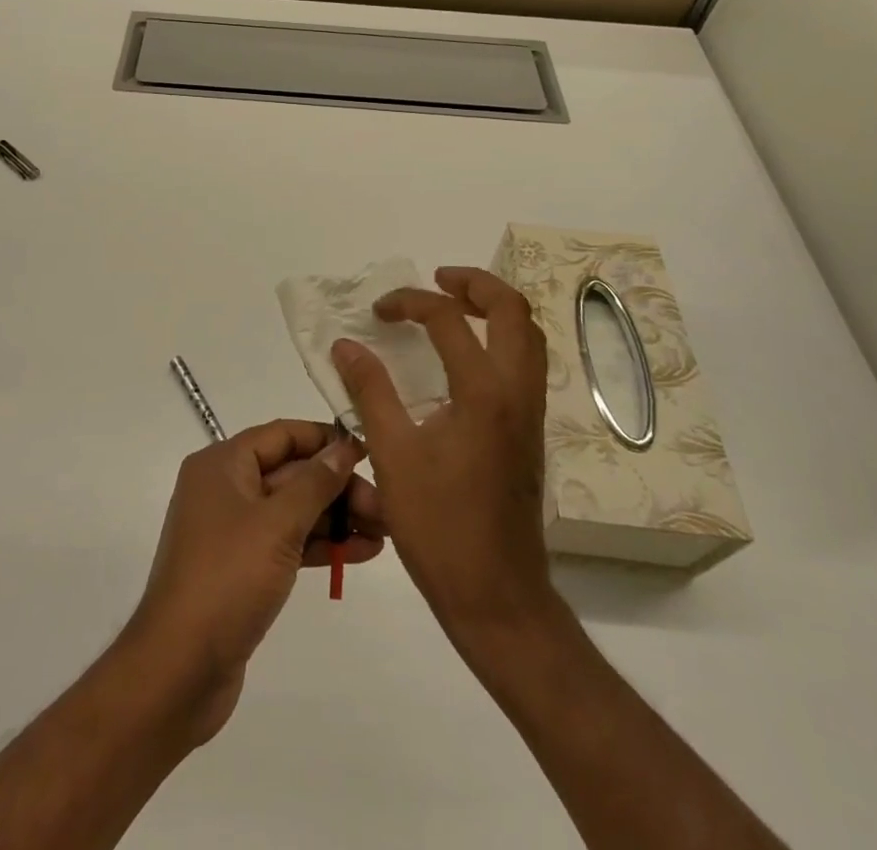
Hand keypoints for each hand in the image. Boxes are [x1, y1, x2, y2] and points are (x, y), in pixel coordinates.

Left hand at [124, 420, 384, 743]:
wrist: (179, 669)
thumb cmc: (226, 579)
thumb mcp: (276, 524)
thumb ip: (315, 483)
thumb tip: (344, 446)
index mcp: (222, 464)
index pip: (282, 435)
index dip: (325, 439)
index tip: (369, 451)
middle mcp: (226, 489)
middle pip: (291, 473)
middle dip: (338, 487)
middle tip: (386, 506)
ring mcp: (234, 531)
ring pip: (294, 510)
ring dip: (337, 518)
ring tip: (386, 530)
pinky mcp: (244, 569)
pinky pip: (288, 543)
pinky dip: (322, 545)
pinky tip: (363, 552)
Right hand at [333, 267, 553, 641]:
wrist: (498, 596)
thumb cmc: (439, 527)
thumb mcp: (392, 455)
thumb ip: (369, 391)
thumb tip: (345, 345)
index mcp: (483, 392)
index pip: (448, 319)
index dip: (410, 303)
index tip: (378, 312)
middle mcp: (517, 392)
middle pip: (513, 311)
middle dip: (475, 284)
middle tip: (436, 280)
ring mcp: (531, 413)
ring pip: (529, 336)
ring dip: (494, 309)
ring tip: (453, 307)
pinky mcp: (531, 433)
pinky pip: (525, 363)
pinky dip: (500, 338)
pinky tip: (466, 357)